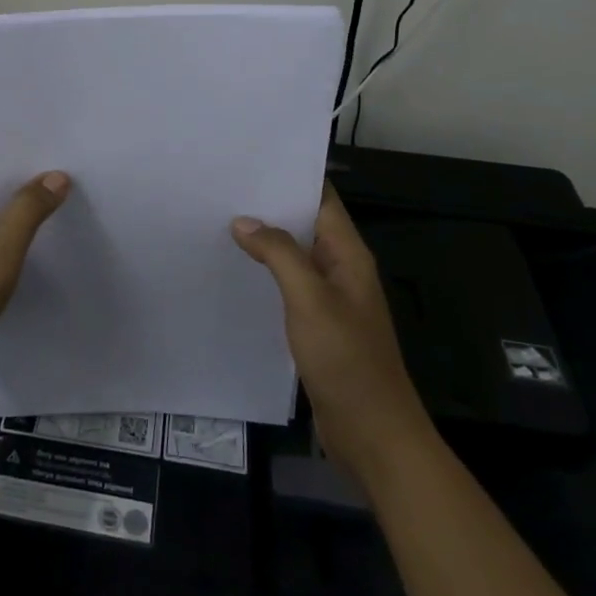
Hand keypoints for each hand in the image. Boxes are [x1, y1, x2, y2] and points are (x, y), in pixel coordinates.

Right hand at [233, 182, 429, 476]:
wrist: (374, 436)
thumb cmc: (347, 361)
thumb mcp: (311, 300)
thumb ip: (279, 255)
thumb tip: (244, 221)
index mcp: (349, 255)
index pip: (321, 199)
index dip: (291, 176)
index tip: (250, 160)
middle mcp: (341, 270)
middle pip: (305, 224)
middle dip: (270, 206)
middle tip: (223, 187)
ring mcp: (331, 299)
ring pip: (295, 256)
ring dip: (265, 240)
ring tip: (221, 221)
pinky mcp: (318, 325)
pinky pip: (290, 286)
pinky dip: (266, 273)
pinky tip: (237, 271)